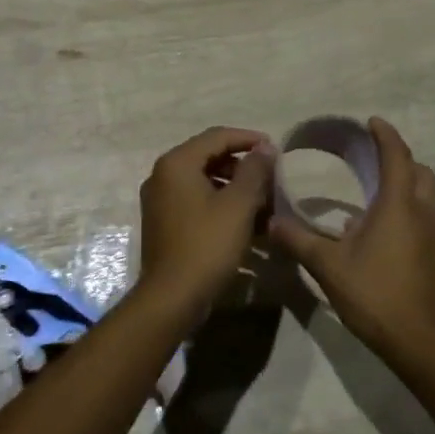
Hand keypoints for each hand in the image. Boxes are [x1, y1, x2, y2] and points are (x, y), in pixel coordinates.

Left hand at [137, 126, 275, 316]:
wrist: (172, 297)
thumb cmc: (207, 245)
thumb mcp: (238, 205)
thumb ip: (254, 171)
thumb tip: (265, 147)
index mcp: (176, 164)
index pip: (217, 136)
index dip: (248, 139)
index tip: (275, 149)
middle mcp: (162, 176)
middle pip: (208, 157)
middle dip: (242, 165)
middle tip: (270, 177)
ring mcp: (159, 200)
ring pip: (202, 181)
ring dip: (233, 186)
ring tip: (262, 201)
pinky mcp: (163, 222)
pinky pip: (195, 201)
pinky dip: (219, 203)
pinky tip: (243, 221)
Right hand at [269, 117, 434, 358]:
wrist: (418, 341)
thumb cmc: (373, 294)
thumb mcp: (327, 266)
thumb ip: (298, 240)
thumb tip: (272, 222)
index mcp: (398, 206)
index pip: (397, 156)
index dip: (386, 135)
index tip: (372, 122)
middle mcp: (422, 214)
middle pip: (420, 172)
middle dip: (400, 159)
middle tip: (373, 159)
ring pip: (425, 197)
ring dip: (404, 187)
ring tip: (371, 196)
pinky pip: (424, 221)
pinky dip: (407, 213)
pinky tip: (381, 235)